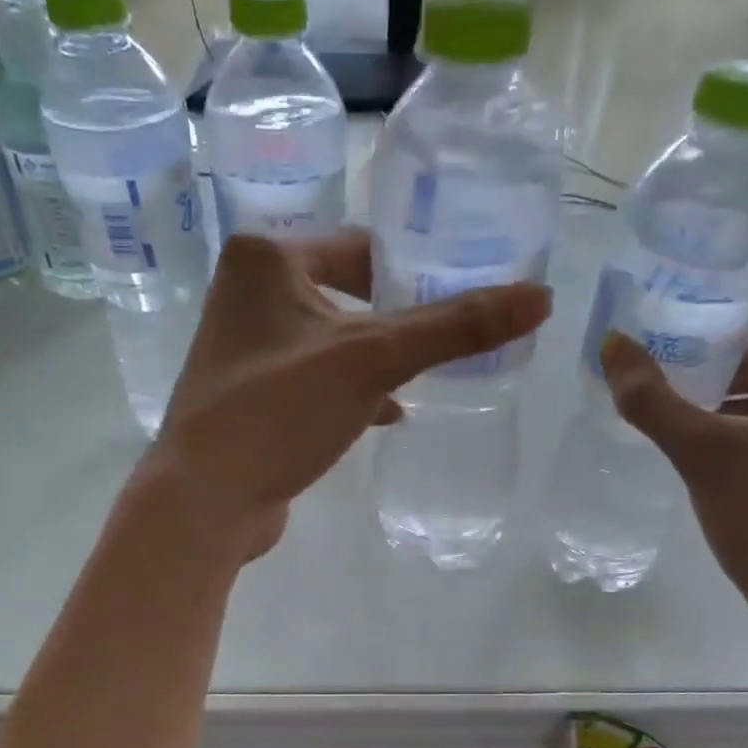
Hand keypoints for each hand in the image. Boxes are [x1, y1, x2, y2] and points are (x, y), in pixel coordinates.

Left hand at [145, 229, 549, 560]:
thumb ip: (455, 327)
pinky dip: (352, 390)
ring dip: (378, 357)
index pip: (362, 247)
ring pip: (333, 339)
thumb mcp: (374, 360)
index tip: (464, 296)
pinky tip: (388, 413)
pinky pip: (315, 378)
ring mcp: (244, 346)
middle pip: (349, 291)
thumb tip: (542, 297)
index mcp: (266, 256)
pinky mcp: (249, 394)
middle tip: (453, 337)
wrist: (205, 499)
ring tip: (429, 374)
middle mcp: (246, 290)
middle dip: (399, 319)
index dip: (416, 271)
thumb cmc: (281, 410)